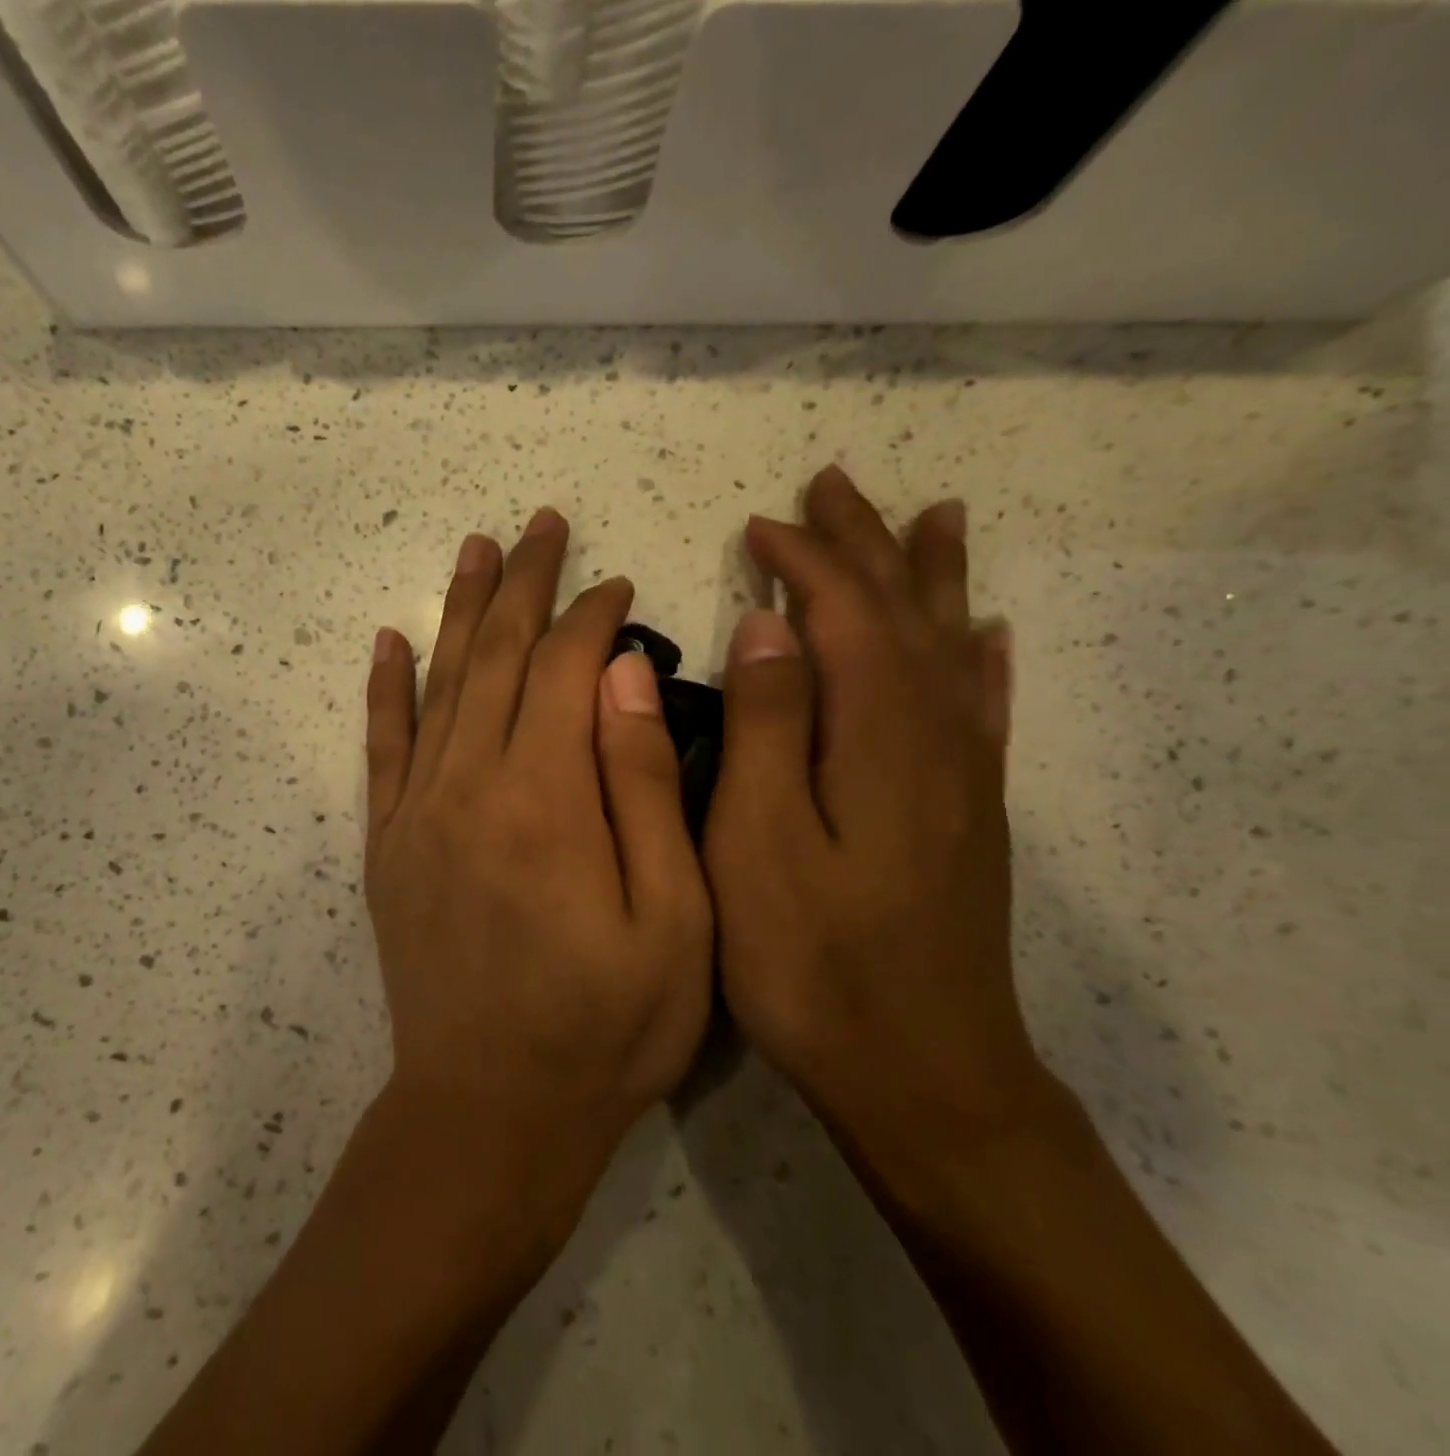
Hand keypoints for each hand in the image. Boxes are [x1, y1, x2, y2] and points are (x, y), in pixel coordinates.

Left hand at [365, 509, 713, 1240]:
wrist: (489, 1112)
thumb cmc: (605, 1027)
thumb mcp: (673, 918)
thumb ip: (645, 786)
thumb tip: (622, 674)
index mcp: (545, 798)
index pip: (564, 669)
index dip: (593, 617)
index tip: (618, 585)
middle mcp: (470, 786)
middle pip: (496, 657)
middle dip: (524, 585)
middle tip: (542, 524)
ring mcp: (418, 812)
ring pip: (440, 684)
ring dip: (460, 611)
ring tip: (476, 548)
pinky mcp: (389, 845)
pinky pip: (382, 748)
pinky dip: (386, 689)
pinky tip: (390, 640)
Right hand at [704, 466, 1042, 1159]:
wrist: (922, 1074)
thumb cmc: (813, 963)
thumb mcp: (759, 844)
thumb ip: (768, 727)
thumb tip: (770, 626)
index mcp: (877, 736)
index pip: (844, 613)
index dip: (806, 559)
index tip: (759, 525)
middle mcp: (934, 738)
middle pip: (902, 613)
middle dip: (866, 544)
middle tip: (835, 486)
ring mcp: (961, 777)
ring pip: (948, 647)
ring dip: (929, 578)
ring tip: (931, 517)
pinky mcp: (969, 815)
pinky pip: (982, 710)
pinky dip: (980, 658)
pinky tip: (986, 633)